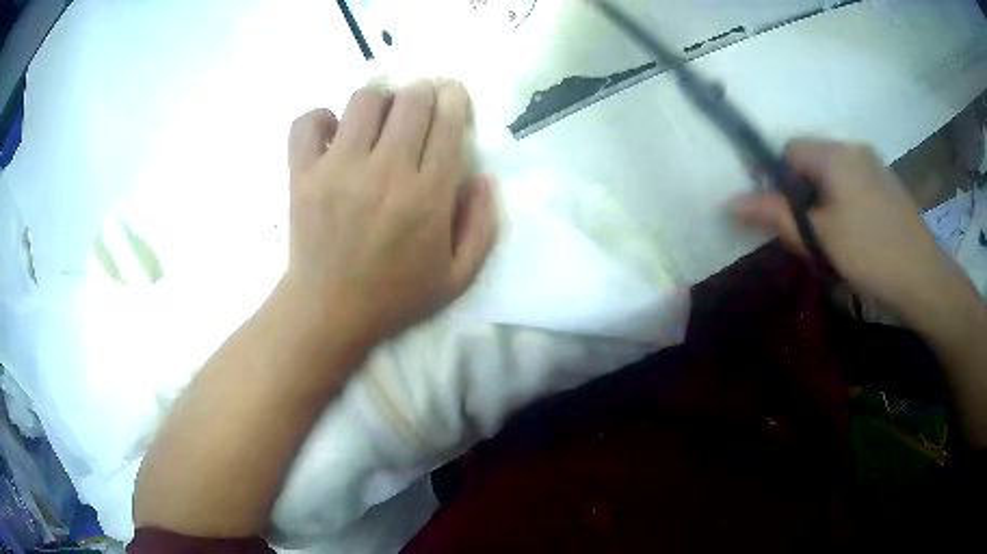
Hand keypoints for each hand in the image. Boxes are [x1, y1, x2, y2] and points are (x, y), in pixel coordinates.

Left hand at [283, 80, 496, 345]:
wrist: (329, 312)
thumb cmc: (396, 295)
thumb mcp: (458, 276)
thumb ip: (482, 225)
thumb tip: (481, 176)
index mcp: (427, 196)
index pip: (447, 122)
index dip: (453, 98)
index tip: (451, 94)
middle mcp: (385, 172)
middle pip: (411, 100)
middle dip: (423, 91)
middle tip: (420, 102)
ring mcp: (338, 170)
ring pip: (364, 100)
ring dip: (379, 101)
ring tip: (379, 119)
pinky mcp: (301, 175)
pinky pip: (308, 123)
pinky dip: (321, 119)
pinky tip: (332, 134)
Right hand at [730, 138, 958, 318]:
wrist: (923, 279)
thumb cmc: (869, 253)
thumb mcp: (818, 236)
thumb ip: (775, 214)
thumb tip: (730, 201)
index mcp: (836, 153)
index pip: (790, 150)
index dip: (778, 180)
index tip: (783, 218)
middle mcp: (855, 149)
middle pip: (813, 163)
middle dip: (804, 197)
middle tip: (810, 238)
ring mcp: (876, 167)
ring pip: (835, 178)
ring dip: (825, 205)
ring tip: (834, 245)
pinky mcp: (889, 187)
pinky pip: (856, 188)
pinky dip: (846, 208)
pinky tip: (857, 240)